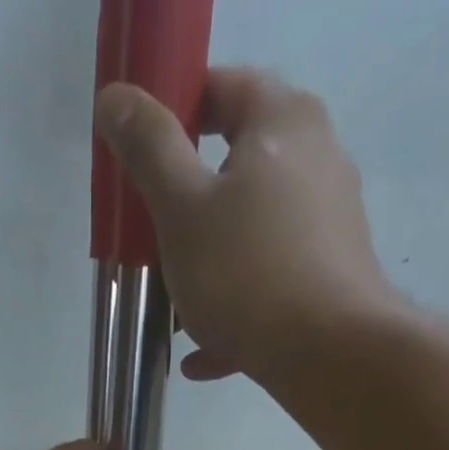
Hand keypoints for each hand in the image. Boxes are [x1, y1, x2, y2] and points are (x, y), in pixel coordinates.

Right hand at [94, 68, 397, 387]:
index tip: (141, 166)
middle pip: (237, 172)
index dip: (173, 120)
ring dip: (209, 275)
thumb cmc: (246, 273)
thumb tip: (115, 100)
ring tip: (175, 318)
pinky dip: (235, 317)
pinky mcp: (332, 282)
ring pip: (252, 240)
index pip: (220, 90)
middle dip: (188, 214)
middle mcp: (317, 160)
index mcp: (282, 122)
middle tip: (153, 248)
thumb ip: (149, 150)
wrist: (329, 357)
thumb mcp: (181, 209)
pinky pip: (271, 290)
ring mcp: (330, 226)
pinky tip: (201, 359)